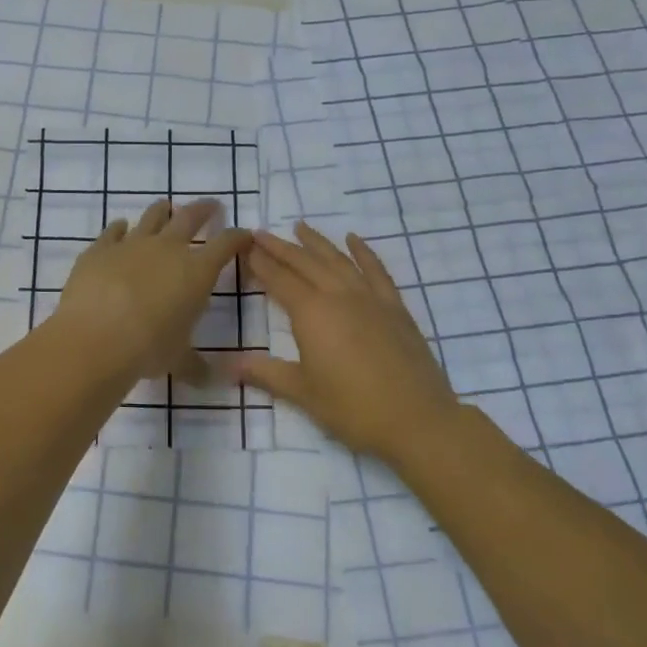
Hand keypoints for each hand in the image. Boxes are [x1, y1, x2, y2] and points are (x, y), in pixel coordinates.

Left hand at [48, 199, 252, 384]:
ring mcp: (131, 244)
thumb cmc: (148, 348)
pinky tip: (120, 227)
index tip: (244, 235)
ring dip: (162, 211)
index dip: (237, 238)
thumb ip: (195, 365)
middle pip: (190, 218)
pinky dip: (119, 228)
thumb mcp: (178, 359)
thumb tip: (211, 381)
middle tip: (211, 205)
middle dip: (204, 210)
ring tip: (166, 207)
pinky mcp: (100, 249)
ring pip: (152, 217)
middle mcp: (168, 249)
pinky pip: (113, 231)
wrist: (97, 336)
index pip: (226, 245)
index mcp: (196, 272)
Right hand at [230, 223, 463, 461]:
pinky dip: (364, 252)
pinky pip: (376, 271)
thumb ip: (265, 373)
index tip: (245, 248)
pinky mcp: (395, 307)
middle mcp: (338, 296)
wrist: (417, 420)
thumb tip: (228, 366)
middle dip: (280, 247)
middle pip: (305, 263)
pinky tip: (354, 240)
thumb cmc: (353, 409)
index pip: (279, 281)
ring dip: (317, 242)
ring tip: (300, 226)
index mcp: (312, 314)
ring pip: (337, 261)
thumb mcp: (303, 393)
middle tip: (260, 233)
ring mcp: (370, 298)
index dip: (261, 264)